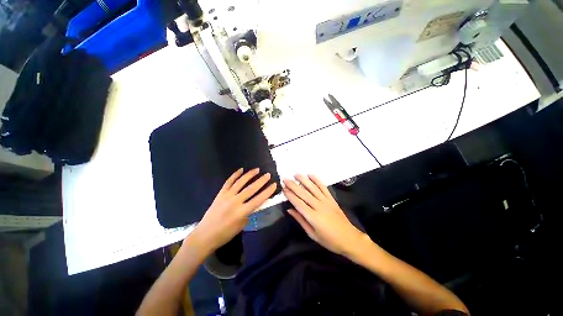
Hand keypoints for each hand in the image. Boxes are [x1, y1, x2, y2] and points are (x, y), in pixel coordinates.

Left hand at [190, 168, 276, 254]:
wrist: (205, 235)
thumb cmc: (225, 234)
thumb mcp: (241, 226)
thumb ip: (249, 213)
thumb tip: (254, 203)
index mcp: (242, 212)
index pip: (259, 199)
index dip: (268, 192)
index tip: (274, 185)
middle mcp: (235, 202)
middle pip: (251, 189)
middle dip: (261, 181)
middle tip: (268, 175)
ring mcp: (227, 196)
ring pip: (240, 182)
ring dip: (250, 175)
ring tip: (257, 169)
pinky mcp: (220, 194)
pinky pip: (228, 182)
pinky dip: (235, 175)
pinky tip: (241, 169)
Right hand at [283, 174, 366, 256]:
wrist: (349, 238)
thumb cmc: (329, 240)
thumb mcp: (312, 234)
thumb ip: (300, 220)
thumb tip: (289, 210)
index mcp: (312, 217)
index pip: (298, 203)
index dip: (290, 195)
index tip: (283, 188)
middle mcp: (318, 206)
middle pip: (303, 193)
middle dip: (293, 185)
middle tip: (285, 178)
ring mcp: (326, 201)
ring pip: (313, 188)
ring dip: (304, 180)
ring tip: (296, 174)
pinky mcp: (331, 199)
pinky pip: (323, 187)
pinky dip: (317, 180)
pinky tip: (311, 175)